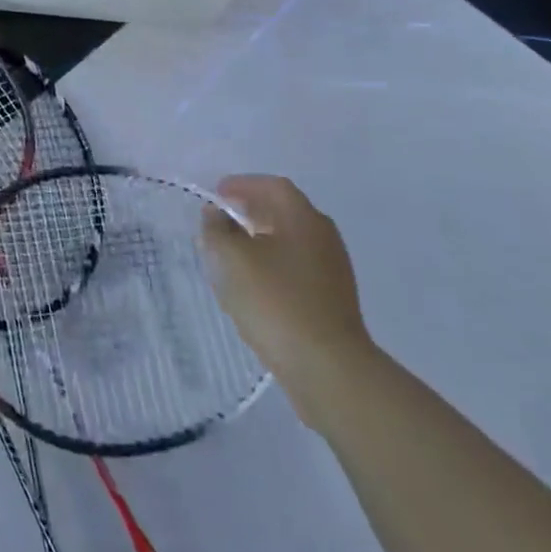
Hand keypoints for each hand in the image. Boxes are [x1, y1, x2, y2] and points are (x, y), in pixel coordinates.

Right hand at [201, 174, 377, 421]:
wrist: (327, 367)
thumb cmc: (275, 301)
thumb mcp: (230, 258)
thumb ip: (217, 229)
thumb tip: (217, 214)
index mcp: (303, 219)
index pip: (273, 186)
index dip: (243, 184)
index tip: (217, 193)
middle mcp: (324, 238)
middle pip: (286, 211)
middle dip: (253, 209)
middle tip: (223, 217)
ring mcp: (333, 271)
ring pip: (292, 240)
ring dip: (263, 237)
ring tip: (233, 249)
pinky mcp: (333, 300)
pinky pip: (298, 266)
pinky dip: (274, 261)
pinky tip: (255, 281)